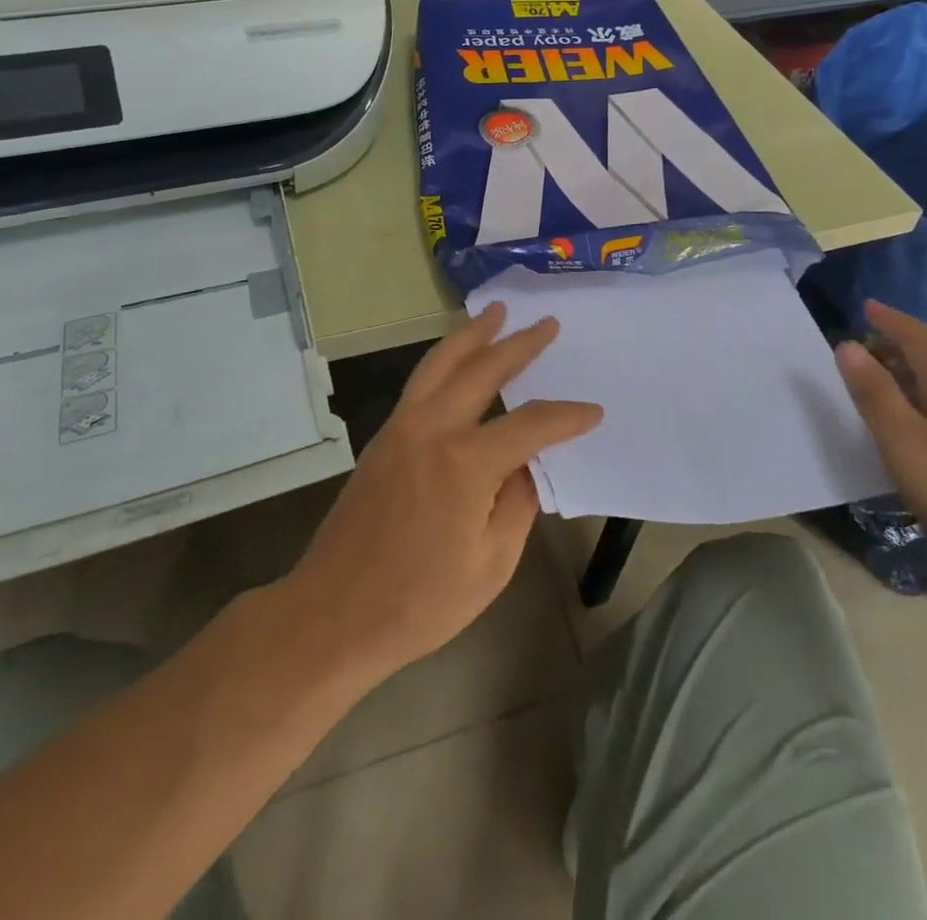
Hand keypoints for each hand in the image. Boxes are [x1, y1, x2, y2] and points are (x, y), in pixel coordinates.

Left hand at [285, 303, 602, 680]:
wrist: (333, 614)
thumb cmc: (419, 602)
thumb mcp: (491, 564)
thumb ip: (517, 502)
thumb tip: (527, 462)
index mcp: (465, 464)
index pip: (530, 425)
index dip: (566, 417)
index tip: (593, 412)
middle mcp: (431, 429)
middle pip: (482, 370)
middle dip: (519, 344)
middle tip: (547, 323)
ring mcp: (401, 428)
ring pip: (440, 363)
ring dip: (473, 335)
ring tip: (496, 312)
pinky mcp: (382, 438)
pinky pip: (421, 382)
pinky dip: (445, 360)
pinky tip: (459, 359)